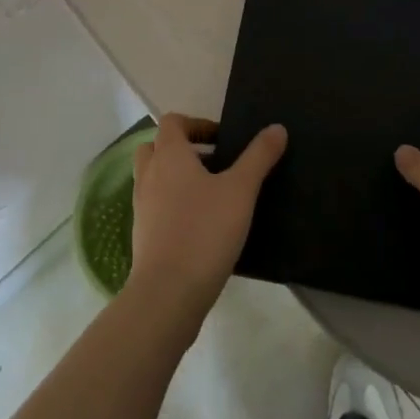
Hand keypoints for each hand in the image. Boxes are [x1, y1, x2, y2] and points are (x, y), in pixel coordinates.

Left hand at [131, 114, 286, 314]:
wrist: (167, 296)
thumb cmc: (204, 231)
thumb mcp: (240, 190)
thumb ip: (259, 156)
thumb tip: (277, 127)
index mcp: (169, 156)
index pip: (172, 122)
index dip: (196, 124)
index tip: (222, 140)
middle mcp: (149, 176)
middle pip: (156, 147)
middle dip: (183, 149)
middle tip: (213, 163)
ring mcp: (142, 208)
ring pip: (154, 178)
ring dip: (177, 178)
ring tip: (211, 194)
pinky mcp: (142, 237)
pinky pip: (155, 207)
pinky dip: (173, 206)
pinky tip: (201, 226)